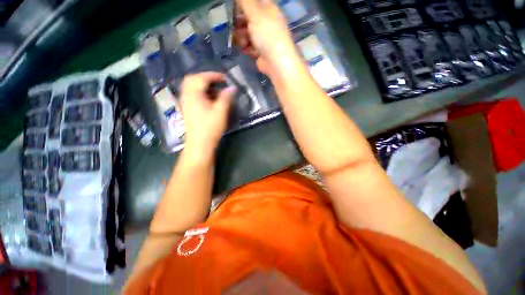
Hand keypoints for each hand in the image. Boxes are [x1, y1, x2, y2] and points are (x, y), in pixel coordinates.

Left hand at [180, 72, 235, 159]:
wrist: (200, 144)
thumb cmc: (210, 128)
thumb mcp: (221, 112)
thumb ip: (226, 98)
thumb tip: (232, 87)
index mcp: (193, 95)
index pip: (201, 78)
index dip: (214, 75)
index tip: (225, 78)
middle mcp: (186, 96)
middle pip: (192, 79)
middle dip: (206, 78)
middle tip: (218, 82)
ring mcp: (185, 103)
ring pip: (191, 87)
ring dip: (203, 85)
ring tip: (215, 91)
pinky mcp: (187, 109)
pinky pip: (191, 95)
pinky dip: (200, 92)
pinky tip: (209, 100)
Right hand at [234, 0, 299, 75]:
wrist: (276, 62)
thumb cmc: (267, 34)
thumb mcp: (255, 12)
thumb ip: (244, 0)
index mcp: (268, 9)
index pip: (253, 1)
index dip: (242, 3)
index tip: (232, 7)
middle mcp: (266, 21)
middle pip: (248, 17)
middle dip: (239, 21)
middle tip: (233, 25)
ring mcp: (263, 37)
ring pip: (247, 32)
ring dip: (241, 36)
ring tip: (242, 41)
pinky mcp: (260, 51)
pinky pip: (249, 45)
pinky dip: (245, 46)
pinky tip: (244, 48)